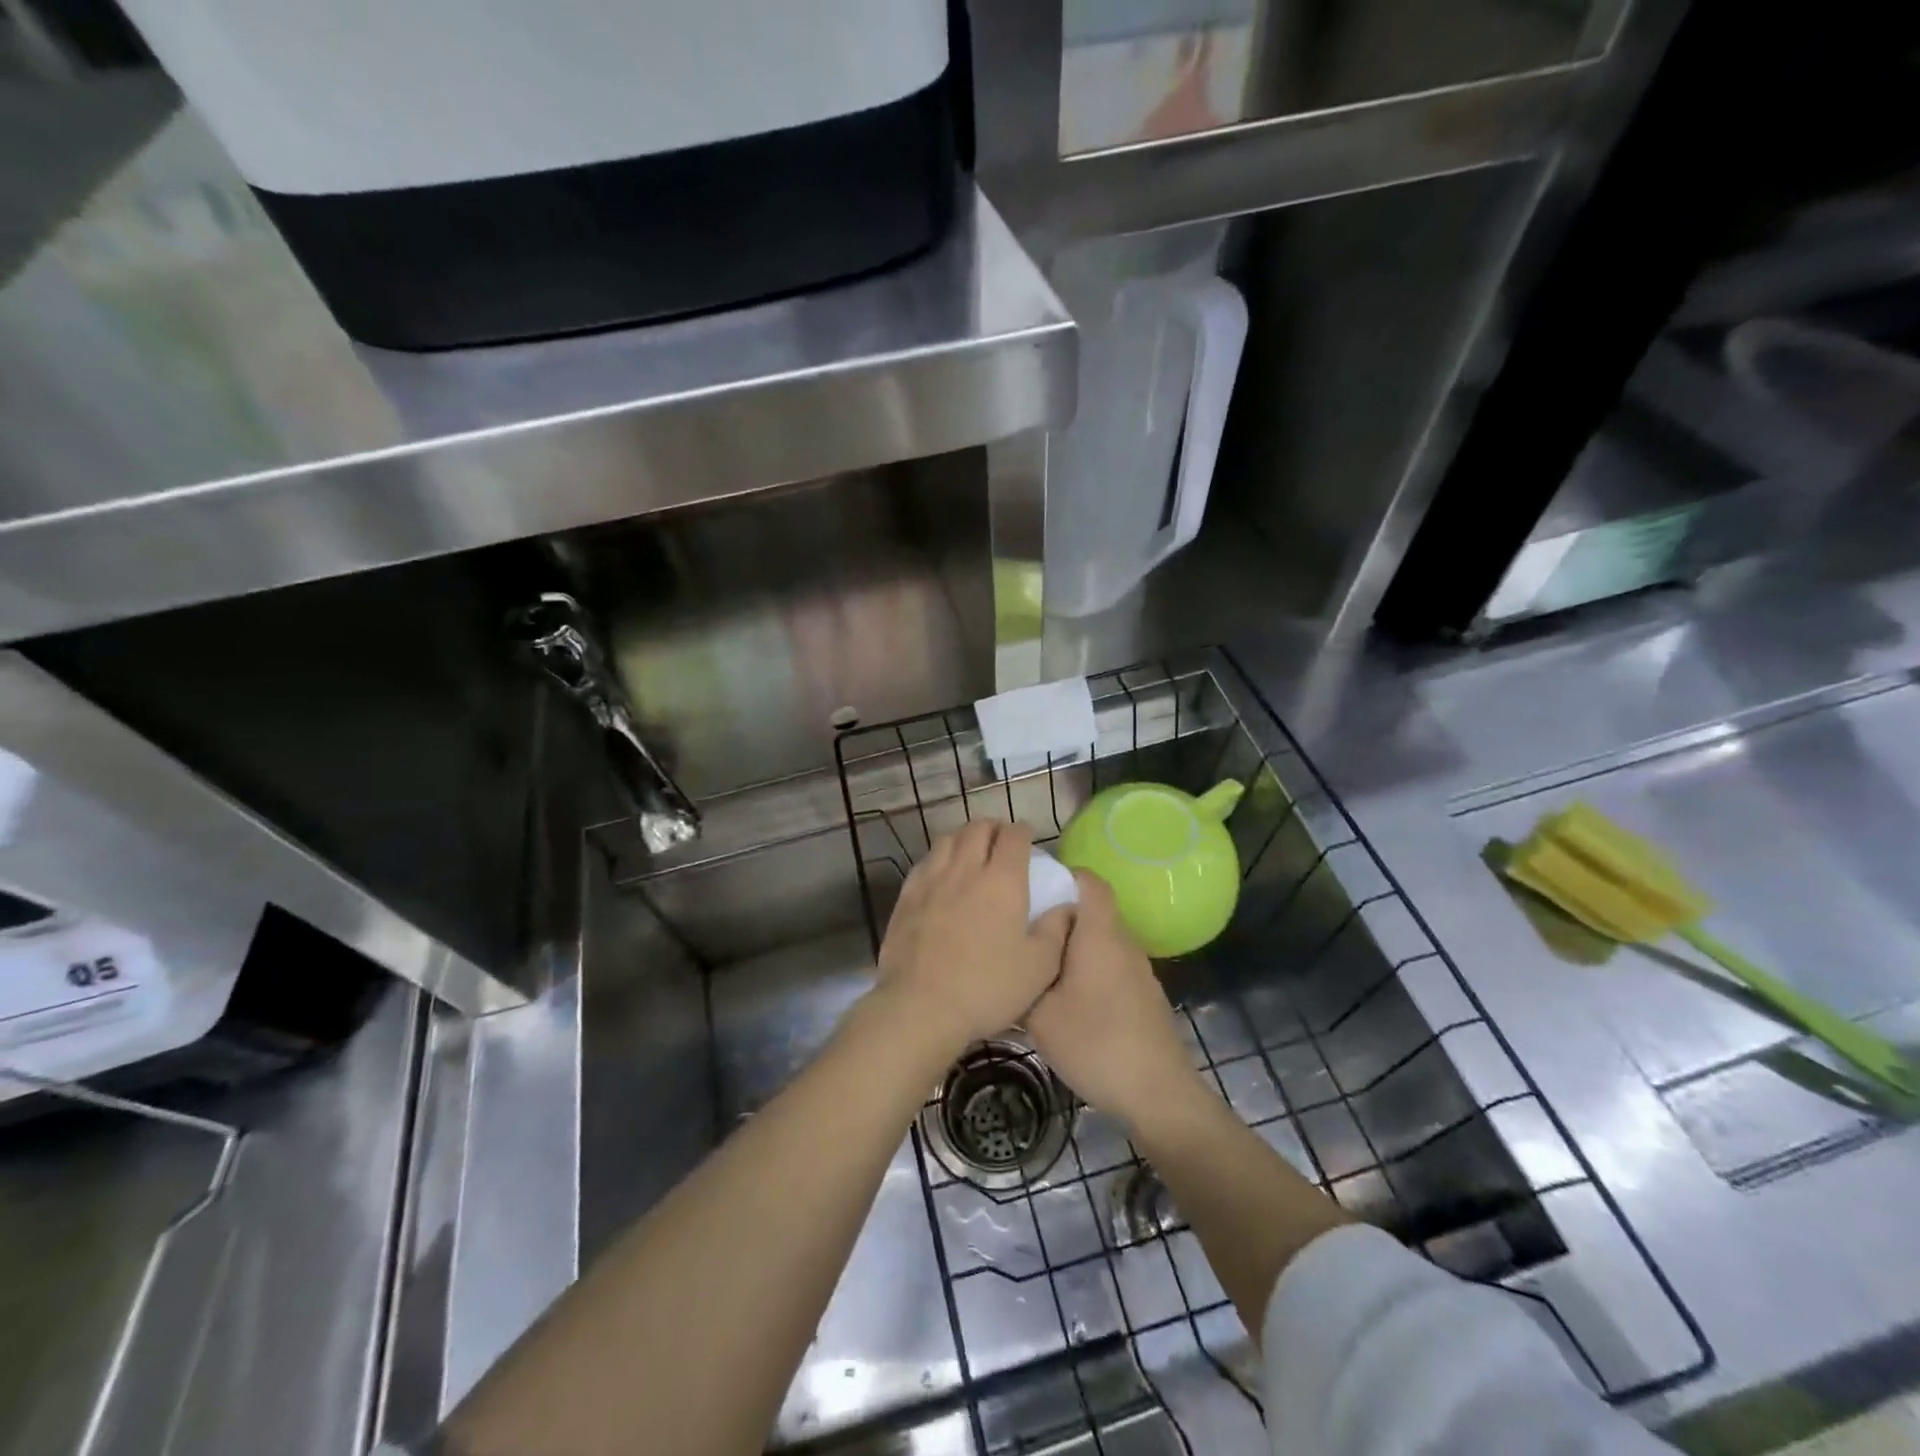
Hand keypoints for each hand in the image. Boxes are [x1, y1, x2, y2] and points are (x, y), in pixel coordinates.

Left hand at [874, 820, 1072, 1052]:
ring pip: (949, 839)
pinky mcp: (907, 895)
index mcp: (1003, 880)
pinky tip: (943, 874)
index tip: (1029, 840)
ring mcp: (932, 879)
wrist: (920, 1005)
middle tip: (1002, 842)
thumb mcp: (1039, 967)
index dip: (1024, 832)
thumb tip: (1067, 906)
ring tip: (973, 852)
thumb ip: (1056, 930)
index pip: (1014, 836)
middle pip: (978, 828)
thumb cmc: (987, 987)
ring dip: (965, 838)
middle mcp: (966, 869)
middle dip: (994, 828)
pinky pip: (926, 861)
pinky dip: (940, 857)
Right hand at [1025, 871, 1199, 1127]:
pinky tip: (1068, 999)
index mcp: (1099, 934)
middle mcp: (1122, 942)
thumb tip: (1007, 963)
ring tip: (1039, 965)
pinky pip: (1110, 965)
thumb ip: (1021, 982)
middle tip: (1024, 931)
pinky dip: (1088, 969)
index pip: (1089, 880)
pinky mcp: (1143, 994)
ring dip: (1073, 946)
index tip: (1032, 889)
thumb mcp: (1040, 1017)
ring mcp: (1137, 969)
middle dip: (1059, 914)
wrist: (1157, 1092)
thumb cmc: (1095, 1044)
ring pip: (1100, 940)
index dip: (1062, 875)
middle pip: (1092, 910)